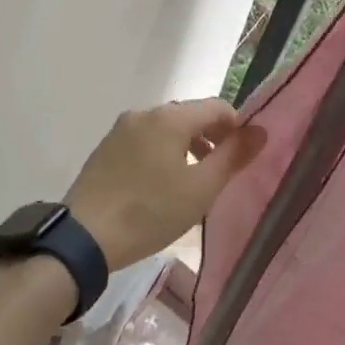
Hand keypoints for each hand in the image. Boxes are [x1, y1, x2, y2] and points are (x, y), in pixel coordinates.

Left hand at [64, 99, 268, 269]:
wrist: (83, 237)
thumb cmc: (150, 212)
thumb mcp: (201, 189)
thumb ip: (233, 156)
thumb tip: (260, 130)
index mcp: (170, 117)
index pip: (217, 107)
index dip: (237, 127)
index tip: (243, 156)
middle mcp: (144, 113)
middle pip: (190, 115)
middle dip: (211, 137)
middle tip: (221, 171)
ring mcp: (121, 129)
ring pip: (166, 128)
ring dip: (187, 146)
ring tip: (194, 180)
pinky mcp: (106, 148)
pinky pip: (145, 140)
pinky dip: (162, 152)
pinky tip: (161, 184)